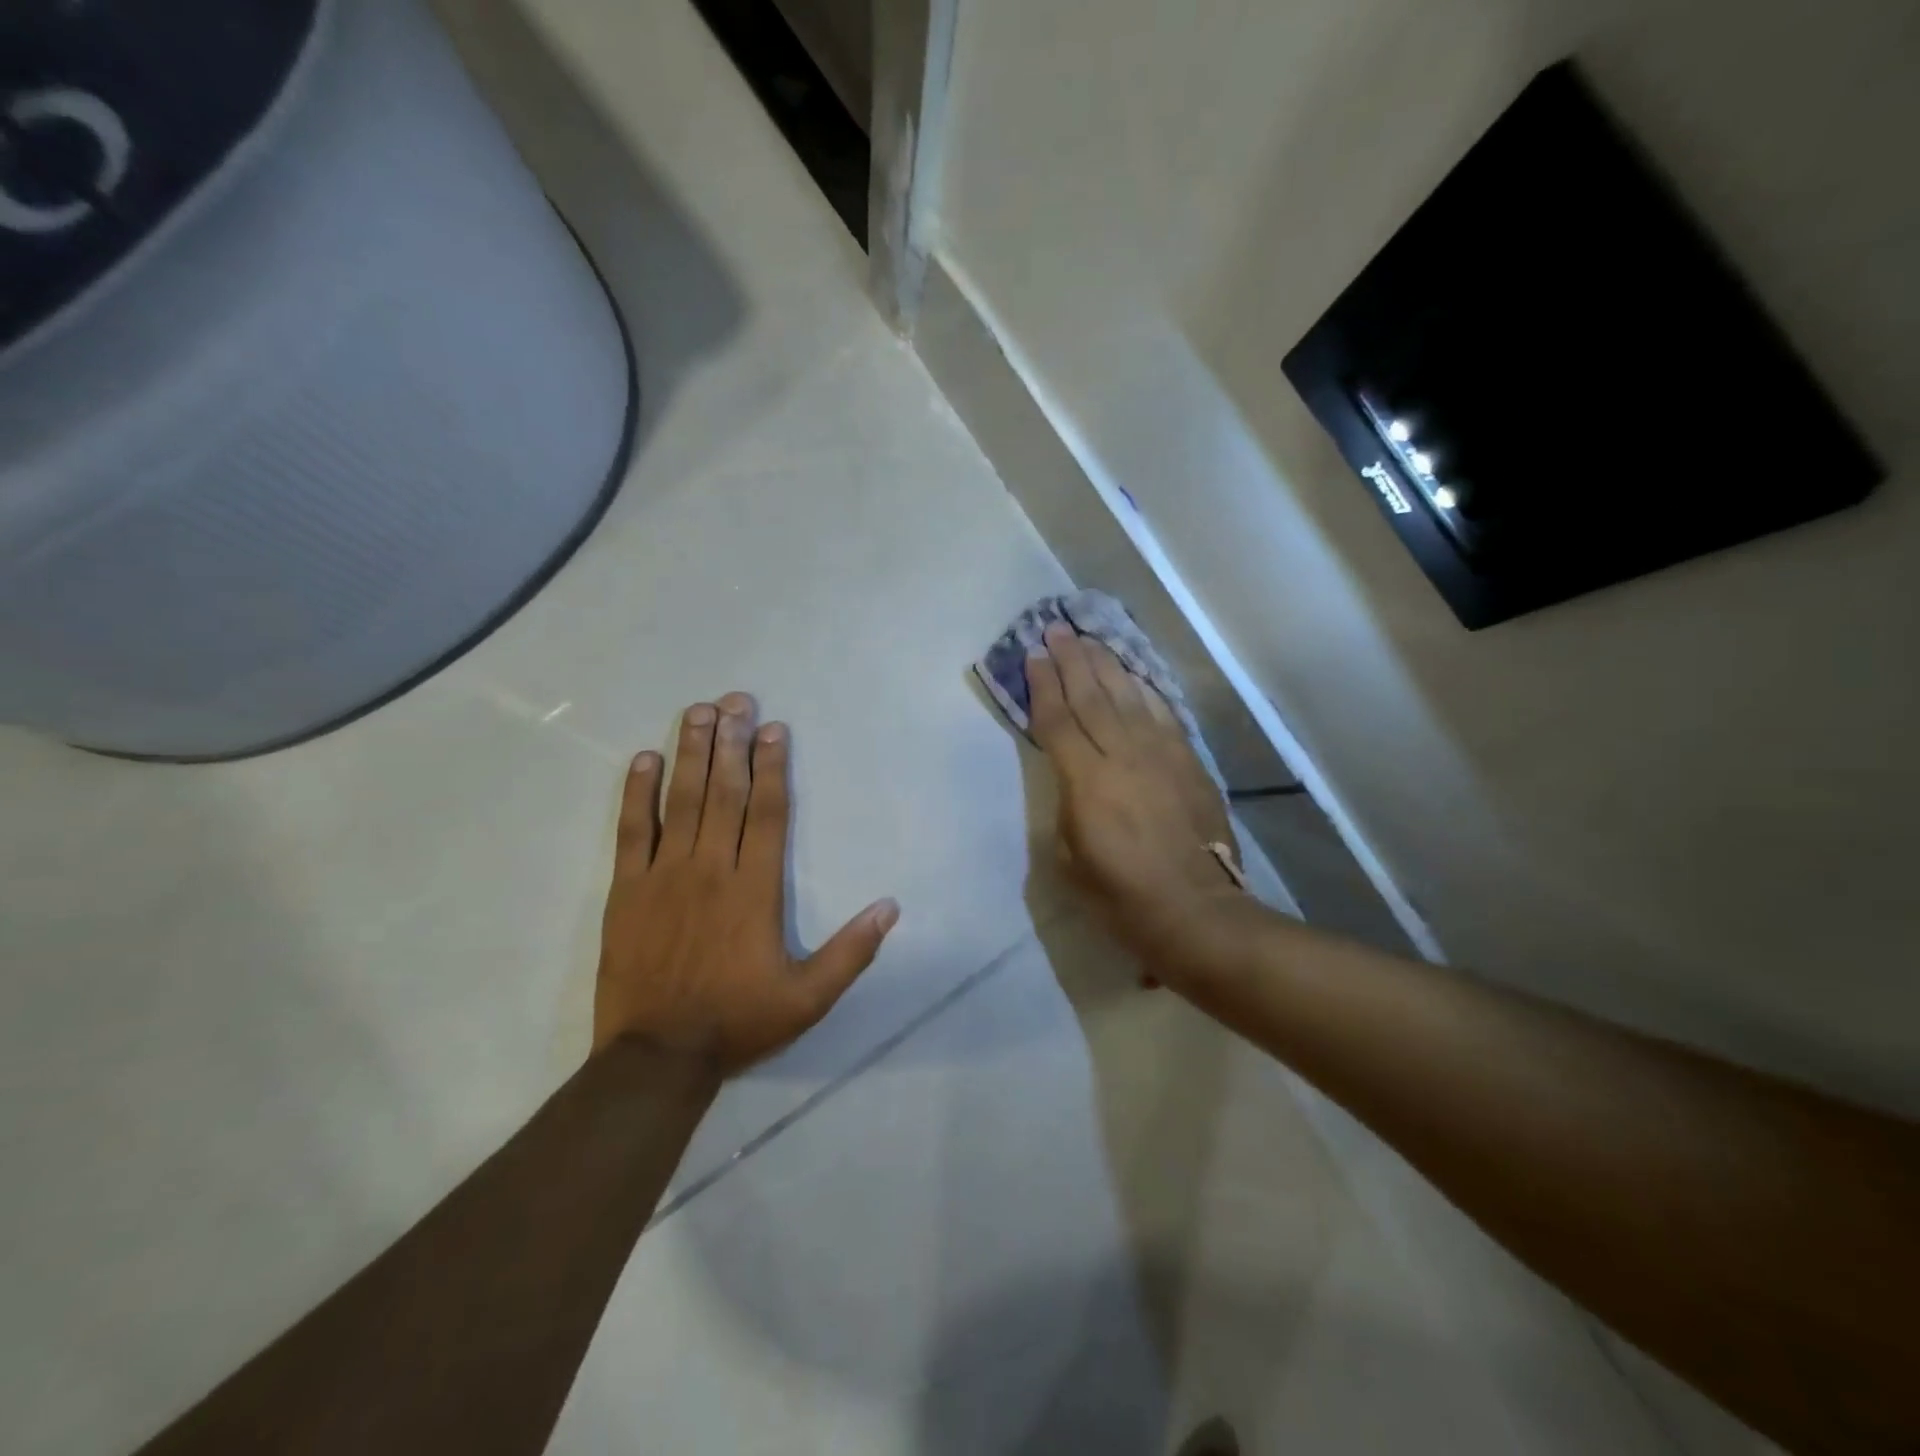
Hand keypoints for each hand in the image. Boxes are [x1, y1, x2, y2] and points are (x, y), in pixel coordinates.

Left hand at [594, 693, 899, 1074]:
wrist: (657, 1056)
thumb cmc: (738, 1021)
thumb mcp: (809, 998)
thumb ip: (852, 951)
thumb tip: (891, 907)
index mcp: (755, 889)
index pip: (769, 813)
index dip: (773, 767)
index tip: (773, 729)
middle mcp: (712, 868)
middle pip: (725, 793)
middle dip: (732, 742)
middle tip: (735, 699)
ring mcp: (665, 875)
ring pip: (681, 801)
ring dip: (690, 753)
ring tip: (697, 712)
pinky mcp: (627, 889)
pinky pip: (632, 831)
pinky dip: (637, 794)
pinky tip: (644, 760)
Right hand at [1026, 626, 1244, 975]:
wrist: (1195, 911)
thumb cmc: (1121, 896)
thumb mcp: (1069, 859)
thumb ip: (1066, 807)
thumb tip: (1073, 780)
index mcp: (1086, 781)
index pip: (1057, 721)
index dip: (1043, 686)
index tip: (1033, 656)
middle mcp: (1123, 756)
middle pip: (1092, 696)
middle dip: (1072, 660)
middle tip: (1057, 629)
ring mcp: (1161, 755)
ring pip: (1129, 697)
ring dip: (1106, 665)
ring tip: (1090, 639)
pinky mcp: (1189, 762)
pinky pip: (1163, 714)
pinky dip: (1146, 690)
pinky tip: (1135, 676)